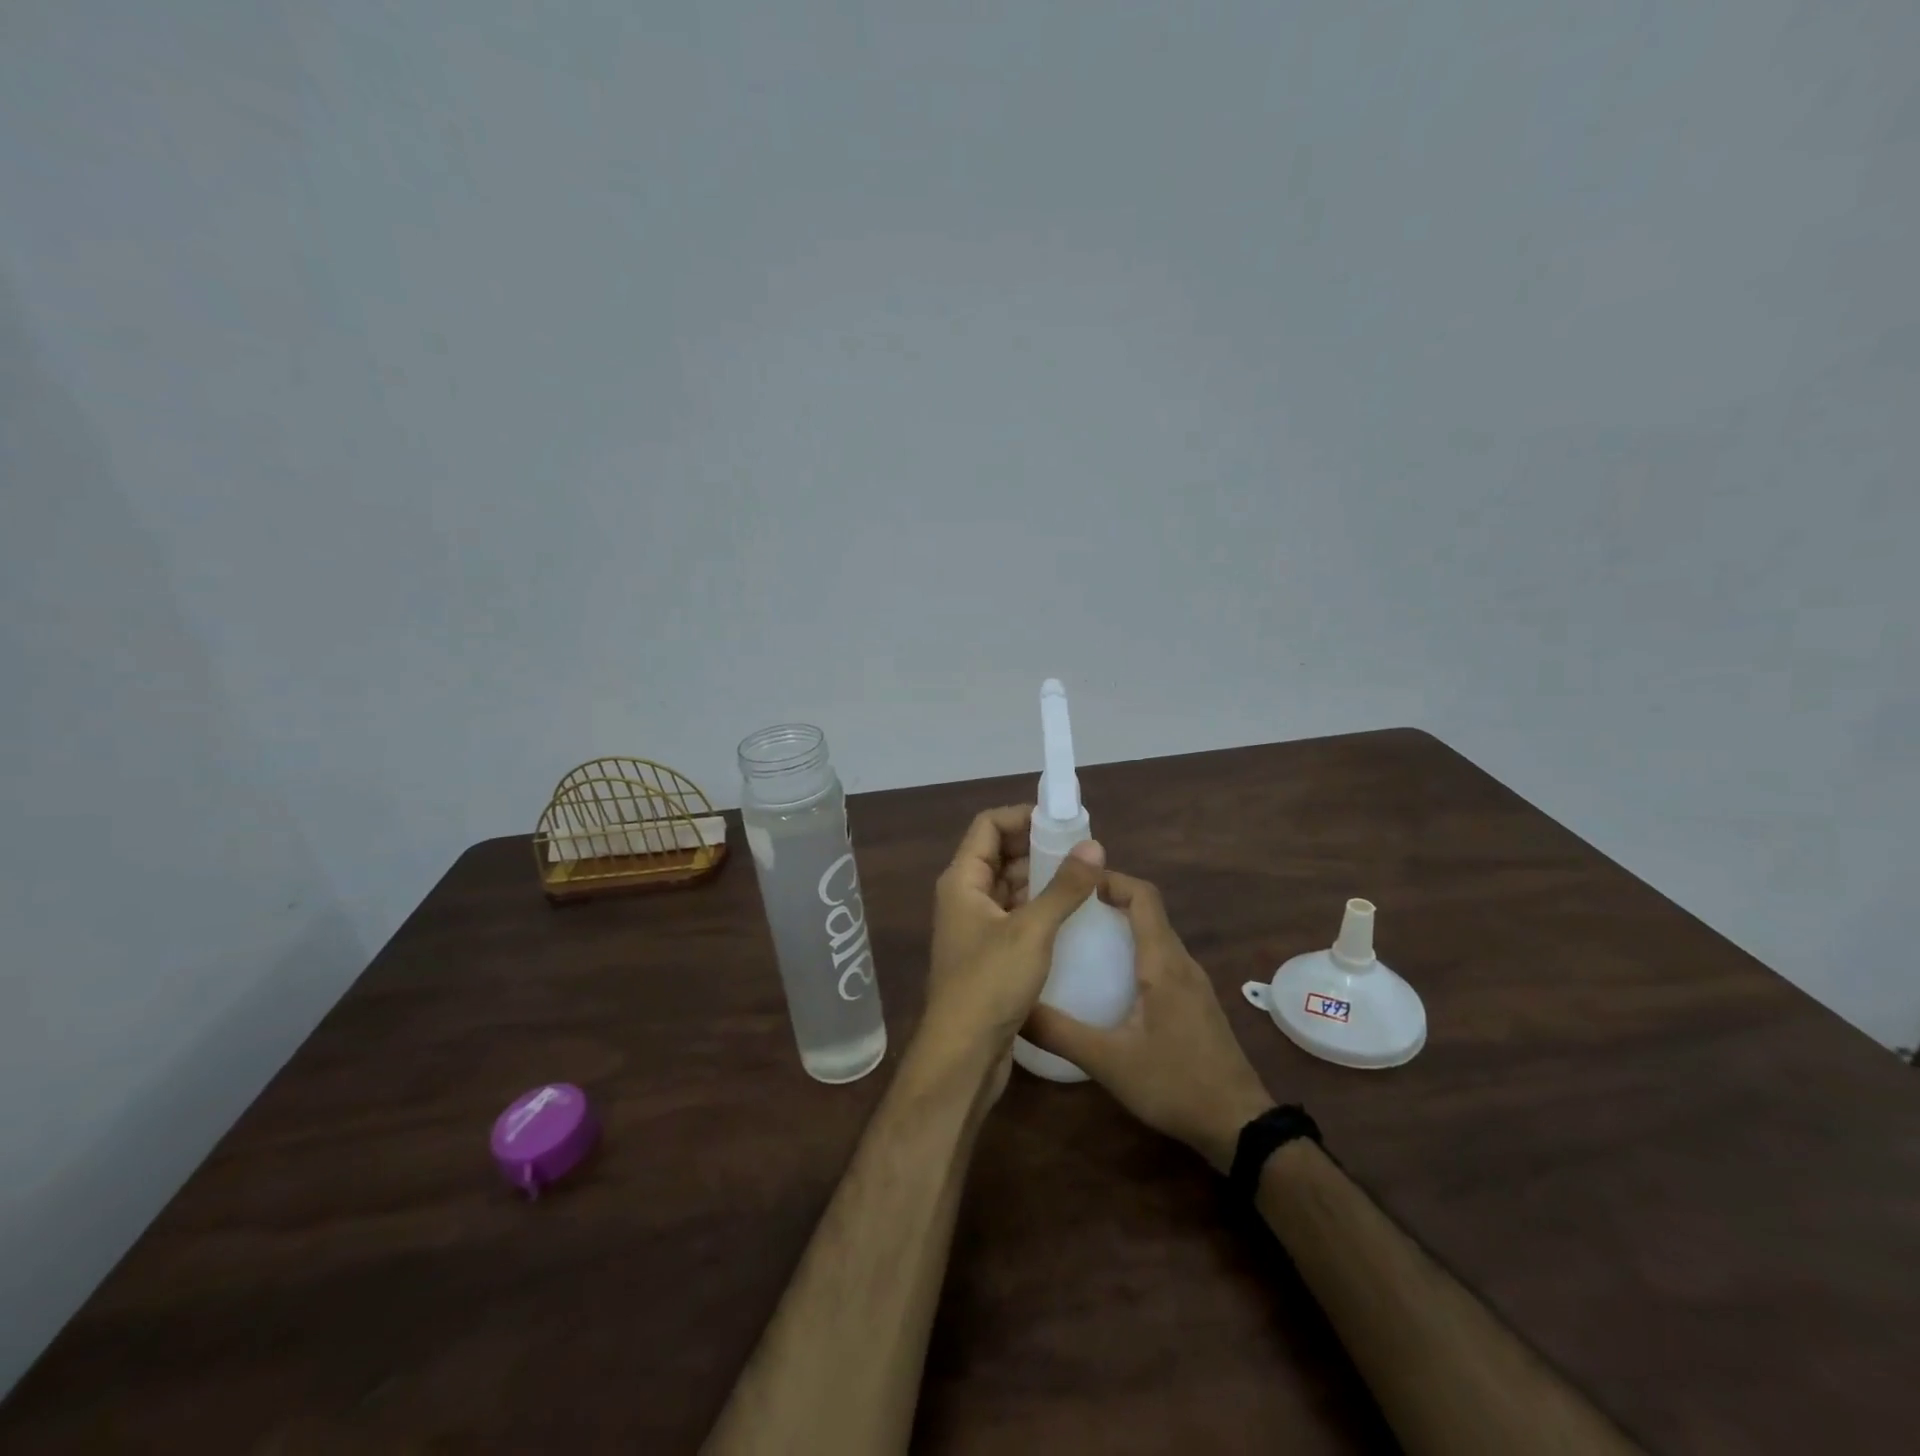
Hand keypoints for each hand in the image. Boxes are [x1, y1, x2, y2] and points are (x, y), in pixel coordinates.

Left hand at [918, 805, 1104, 1096]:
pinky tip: (1072, 917)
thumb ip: (1063, 887)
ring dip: (1042, 879)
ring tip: (1085, 879)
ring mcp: (976, 927)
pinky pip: (1015, 917)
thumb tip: (1094, 846)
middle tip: (1083, 851)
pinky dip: (1039, 909)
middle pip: (999, 854)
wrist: (962, 1056)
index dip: (1022, 815)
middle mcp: (964, 897)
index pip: (988, 825)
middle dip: (1038, 847)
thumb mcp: (1032, 930)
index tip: (1063, 821)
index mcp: (962, 880)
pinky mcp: (989, 955)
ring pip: (1010, 887)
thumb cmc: (990, 984)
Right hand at [1025, 871, 1273, 1171]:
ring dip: (1122, 926)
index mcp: (1163, 963)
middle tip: (1066, 909)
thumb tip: (1014, 1008)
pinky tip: (1110, 980)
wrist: (1239, 1125)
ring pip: (1156, 936)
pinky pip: (1163, 959)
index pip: (1143, 896)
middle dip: (1109, 900)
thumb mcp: (1108, 1062)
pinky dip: (1135, 951)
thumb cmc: (1175, 1084)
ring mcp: (1194, 983)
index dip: (1112, 879)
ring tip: (1080, 938)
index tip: (1075, 881)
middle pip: (1148, 911)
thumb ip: (1059, 1033)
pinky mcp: (1196, 1003)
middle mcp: (1181, 963)